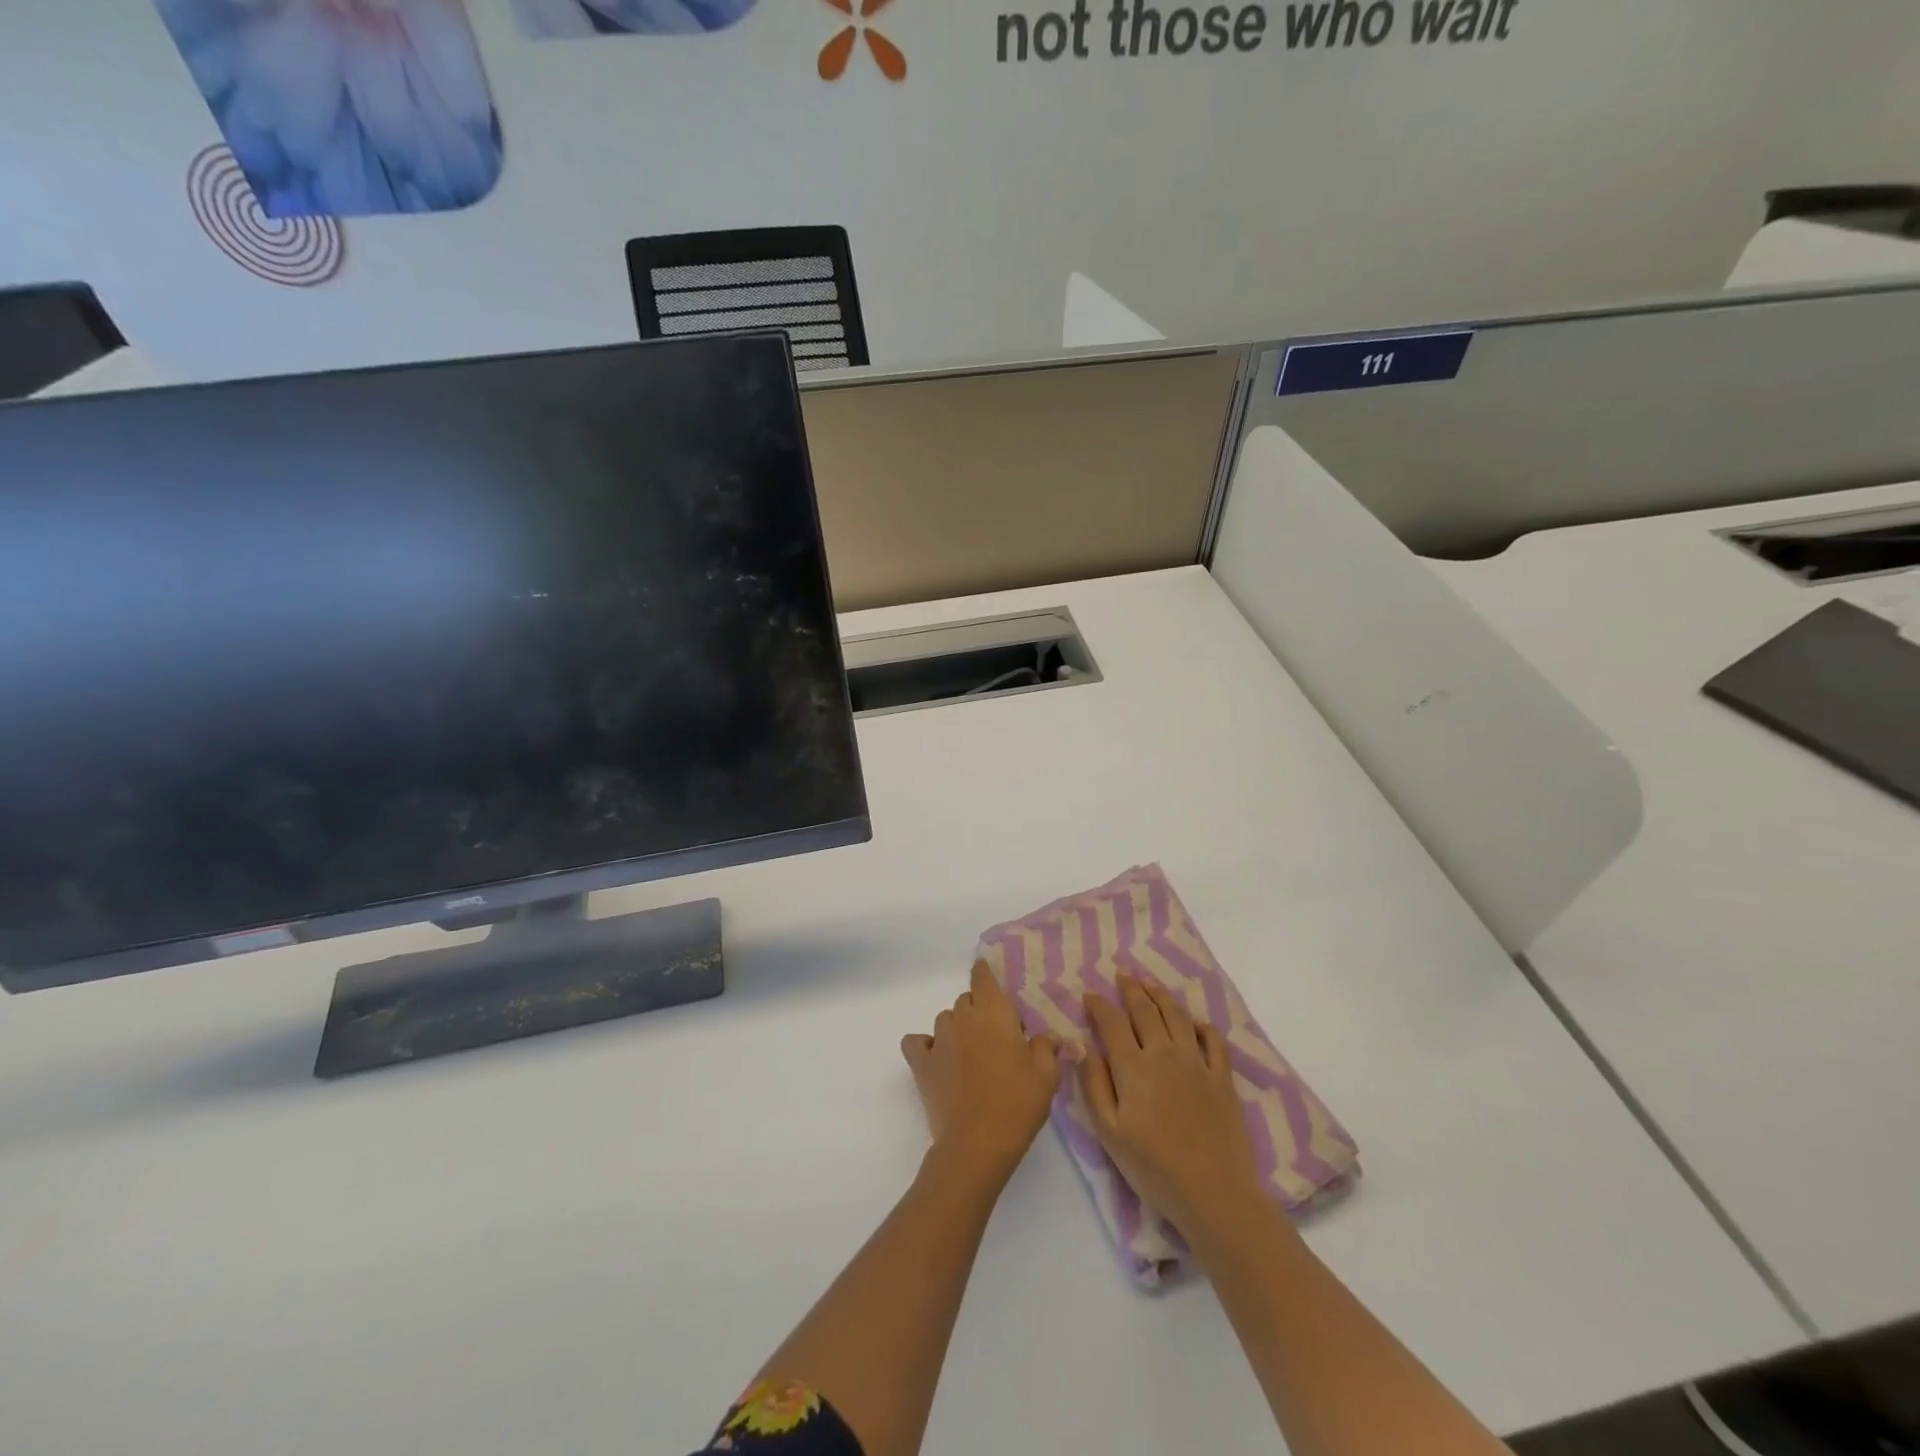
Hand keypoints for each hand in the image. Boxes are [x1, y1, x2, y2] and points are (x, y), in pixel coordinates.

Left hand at [902, 961, 1060, 1185]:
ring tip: (970, 1054)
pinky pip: (916, 1043)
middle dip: (980, 1011)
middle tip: (997, 1038)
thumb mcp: (1046, 1077)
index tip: (989, 976)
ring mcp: (939, 1040)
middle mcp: (963, 1017)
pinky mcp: (921, 1064)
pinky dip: (924, 1046)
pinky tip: (937, 1059)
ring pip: (945, 1020)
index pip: (983, 977)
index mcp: (994, 1013)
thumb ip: (1046, 1048)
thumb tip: (1046, 1036)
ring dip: (957, 1029)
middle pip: (967, 1000)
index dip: (985, 973)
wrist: (977, 1144)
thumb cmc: (1017, 1104)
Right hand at [1080, 975, 1265, 1238]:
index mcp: (1134, 1067)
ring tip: (1150, 983)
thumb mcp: (1110, 1133)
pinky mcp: (1223, 1078)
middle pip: (1146, 1010)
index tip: (1090, 995)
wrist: (1214, 1193)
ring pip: (1177, 1016)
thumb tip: (1084, 1047)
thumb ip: (1095, 1085)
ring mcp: (1197, 1063)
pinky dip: (1202, 1026)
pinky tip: (1195, 1022)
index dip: (1099, 1005)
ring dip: (1161, 995)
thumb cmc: (1154, 1168)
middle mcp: (1165, 1054)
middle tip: (1122, 976)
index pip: (1112, 1022)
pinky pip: (1214, 1041)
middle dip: (1131, 989)